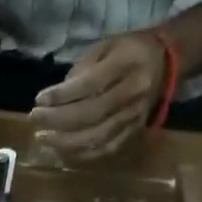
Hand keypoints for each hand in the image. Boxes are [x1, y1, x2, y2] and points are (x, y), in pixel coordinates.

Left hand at [27, 31, 168, 159]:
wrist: (167, 61)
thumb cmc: (128, 51)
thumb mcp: (104, 48)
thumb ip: (80, 72)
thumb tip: (54, 100)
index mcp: (127, 65)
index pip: (89, 85)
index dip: (61, 96)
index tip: (38, 100)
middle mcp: (133, 93)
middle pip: (91, 114)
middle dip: (58, 120)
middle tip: (34, 119)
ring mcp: (135, 115)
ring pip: (98, 137)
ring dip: (65, 141)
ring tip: (43, 137)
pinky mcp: (135, 131)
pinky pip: (107, 149)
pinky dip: (82, 153)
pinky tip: (62, 150)